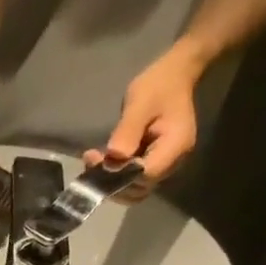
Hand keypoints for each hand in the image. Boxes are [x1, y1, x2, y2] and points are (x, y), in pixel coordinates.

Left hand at [85, 42, 208, 198]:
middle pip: (139, 189)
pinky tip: (101, 160)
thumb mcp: (141, 102)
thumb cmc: (159, 84)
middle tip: (90, 161)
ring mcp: (164, 165)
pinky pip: (133, 179)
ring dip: (110, 182)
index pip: (145, 176)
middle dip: (112, 182)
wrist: (175, 75)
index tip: (98, 161)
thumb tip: (114, 157)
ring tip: (92, 161)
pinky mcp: (153, 163)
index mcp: (174, 147)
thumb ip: (128, 130)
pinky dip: (116, 175)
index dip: (120, 175)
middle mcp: (172, 162)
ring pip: (134, 188)